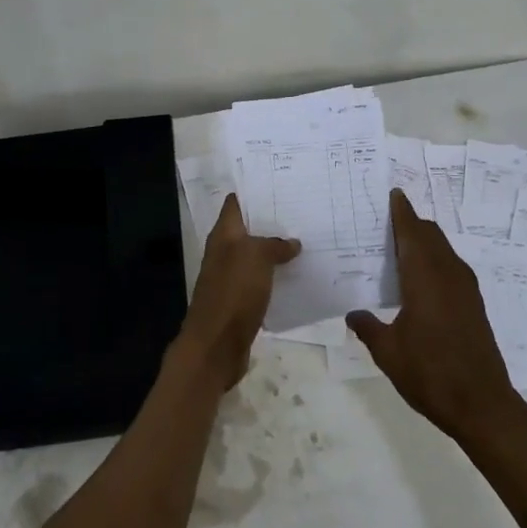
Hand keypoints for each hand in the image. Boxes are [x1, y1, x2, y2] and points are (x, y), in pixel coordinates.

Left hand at [173, 194, 300, 391]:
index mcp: (223, 236)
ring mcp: (232, 279)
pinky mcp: (242, 302)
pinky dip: (278, 276)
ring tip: (309, 239)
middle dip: (272, 221)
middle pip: (248, 230)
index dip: (254, 191)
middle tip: (305, 209)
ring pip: (257, 256)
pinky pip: (263, 281)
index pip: (235, 204)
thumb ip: (273, 245)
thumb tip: (291, 243)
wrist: (217, 346)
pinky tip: (300, 275)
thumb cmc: (233, 293)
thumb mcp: (255, 258)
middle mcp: (225, 253)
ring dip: (278, 250)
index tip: (281, 182)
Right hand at [347, 190, 526, 444]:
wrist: (482, 404)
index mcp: (425, 278)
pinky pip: (452, 268)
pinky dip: (435, 260)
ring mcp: (466, 290)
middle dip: (412, 224)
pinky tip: (421, 278)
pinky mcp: (474, 305)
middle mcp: (448, 275)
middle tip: (389, 219)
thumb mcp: (388, 352)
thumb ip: (368, 328)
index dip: (402, 212)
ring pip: (444, 251)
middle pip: (431, 236)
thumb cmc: (429, 374)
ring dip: (425, 242)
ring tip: (401, 245)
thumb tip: (353, 314)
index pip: (412, 233)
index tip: (394, 193)